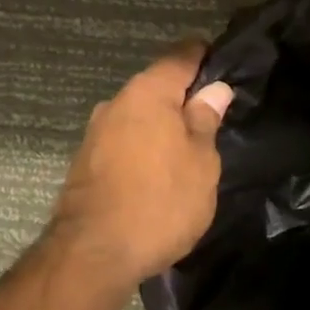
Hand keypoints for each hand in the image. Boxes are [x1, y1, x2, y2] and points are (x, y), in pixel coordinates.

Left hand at [45, 43, 233, 291]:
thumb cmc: (160, 202)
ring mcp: (96, 132)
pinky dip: (143, 147)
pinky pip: (124, 141)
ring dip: (161, 125)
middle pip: (156, 86)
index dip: (204, 54)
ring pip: (138, 116)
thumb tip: (214, 89)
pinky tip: (157, 171)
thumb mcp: (201, 162)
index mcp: (148, 92)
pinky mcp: (86, 162)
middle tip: (213, 116)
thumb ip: (206, 121)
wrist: (93, 254)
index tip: (224, 62)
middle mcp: (117, 102)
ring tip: (188, 148)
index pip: (180, 55)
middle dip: (183, 96)